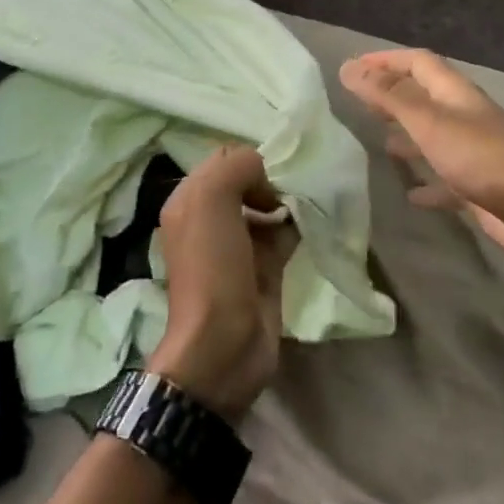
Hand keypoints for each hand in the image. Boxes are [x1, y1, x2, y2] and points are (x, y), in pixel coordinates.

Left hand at [147, 146, 298, 421]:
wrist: (223, 345)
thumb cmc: (212, 267)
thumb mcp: (211, 200)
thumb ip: (236, 167)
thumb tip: (265, 174)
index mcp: (189, 200)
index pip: (223, 158)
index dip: (247, 160)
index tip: (269, 172)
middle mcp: (210, 218)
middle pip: (247, 180)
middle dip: (270, 177)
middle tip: (290, 187)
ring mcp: (239, 244)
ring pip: (268, 205)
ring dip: (288, 199)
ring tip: (307, 199)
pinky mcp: (265, 266)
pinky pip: (285, 232)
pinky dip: (299, 224)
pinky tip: (313, 220)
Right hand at [340, 48, 503, 274]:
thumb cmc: (484, 159)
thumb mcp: (431, 123)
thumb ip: (390, 96)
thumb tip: (349, 67)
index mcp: (455, 94)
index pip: (418, 62)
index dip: (387, 60)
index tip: (354, 67)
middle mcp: (464, 116)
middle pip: (424, 96)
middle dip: (393, 94)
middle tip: (360, 102)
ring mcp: (473, 152)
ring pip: (434, 135)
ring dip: (408, 135)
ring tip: (380, 142)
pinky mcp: (478, 187)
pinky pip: (445, 178)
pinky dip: (426, 182)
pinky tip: (410, 194)